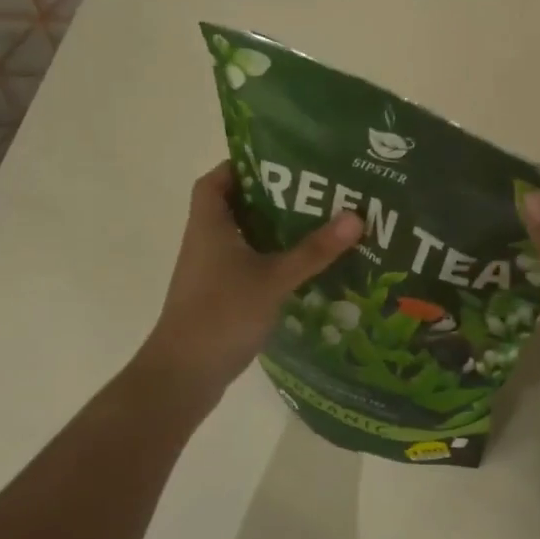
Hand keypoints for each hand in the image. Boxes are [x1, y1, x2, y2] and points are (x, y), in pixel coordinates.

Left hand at [137, 163, 362, 408]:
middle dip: (270, 197)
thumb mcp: (274, 279)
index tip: (279, 163)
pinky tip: (302, 267)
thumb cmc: (222, 314)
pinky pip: (246, 265)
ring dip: (273, 230)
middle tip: (313, 192)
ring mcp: (210, 272)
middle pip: (234, 206)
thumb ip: (314, 250)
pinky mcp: (219, 296)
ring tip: (316, 223)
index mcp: (209, 226)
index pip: (214, 180)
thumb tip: (355, 215)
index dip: (240, 166)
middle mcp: (205, 242)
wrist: (184, 375)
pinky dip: (270, 260)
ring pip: (243, 238)